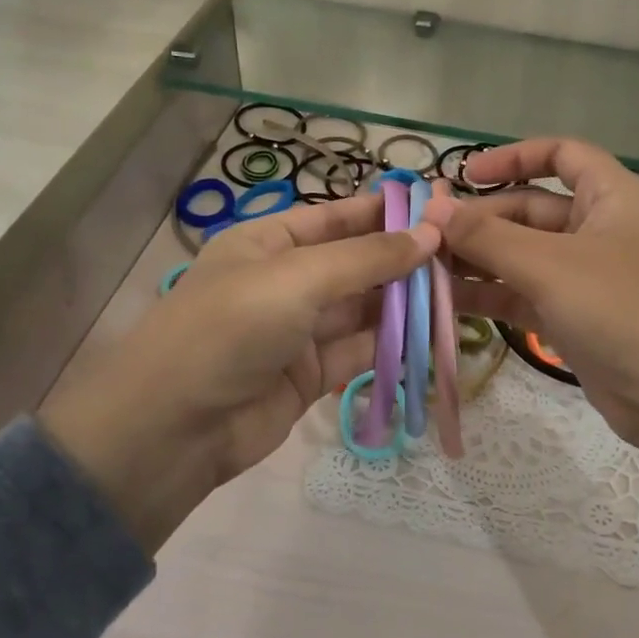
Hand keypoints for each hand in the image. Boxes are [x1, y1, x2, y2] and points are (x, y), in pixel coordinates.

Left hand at [39, 192, 438, 550]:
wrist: (175, 428)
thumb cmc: (230, 328)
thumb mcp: (297, 280)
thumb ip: (366, 259)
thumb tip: (430, 234)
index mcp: (268, 243)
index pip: (335, 218)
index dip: (383, 212)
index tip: (437, 209)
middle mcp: (285, 282)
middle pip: (355, 263)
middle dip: (403, 259)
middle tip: (464, 255)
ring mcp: (299, 330)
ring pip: (364, 308)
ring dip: (406, 303)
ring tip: (461, 293)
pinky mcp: (312, 375)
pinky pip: (361, 351)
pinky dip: (394, 345)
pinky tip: (433, 336)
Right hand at [425, 139, 638, 490]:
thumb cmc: (625, 313)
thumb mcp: (552, 267)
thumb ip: (488, 237)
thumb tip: (431, 210)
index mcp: (610, 198)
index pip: (563, 155)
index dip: (514, 156)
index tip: (464, 174)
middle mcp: (598, 231)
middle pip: (530, 210)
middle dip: (481, 220)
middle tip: (427, 236)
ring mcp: (585, 278)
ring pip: (522, 256)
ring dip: (477, 260)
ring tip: (425, 268)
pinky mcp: (574, 319)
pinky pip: (523, 295)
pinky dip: (490, 294)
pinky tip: (447, 300)